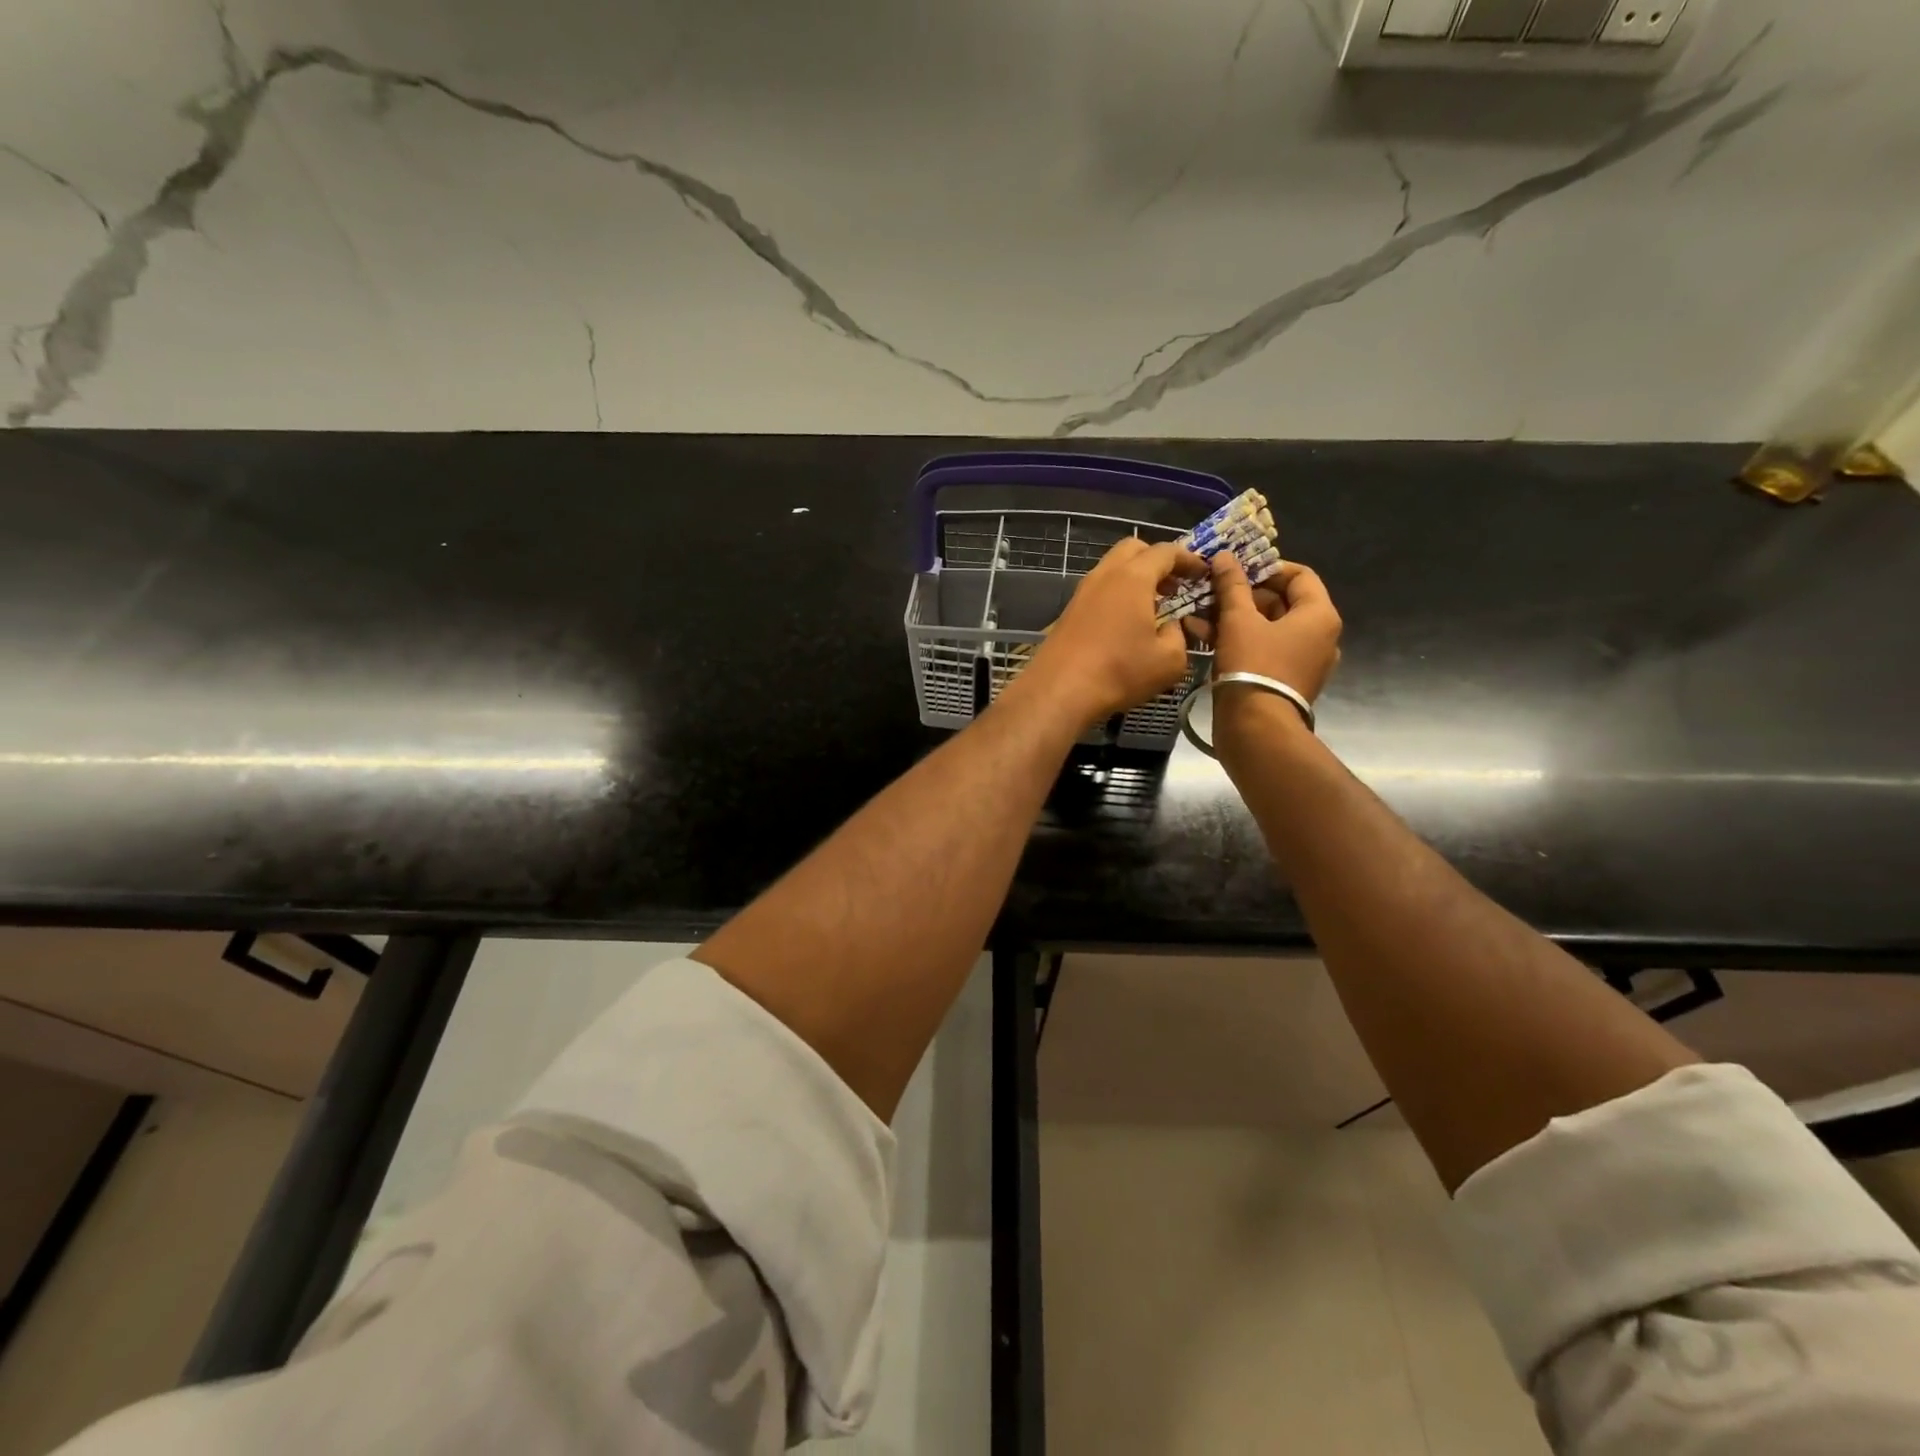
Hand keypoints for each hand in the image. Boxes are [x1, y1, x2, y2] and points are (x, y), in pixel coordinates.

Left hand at [1023, 537, 1205, 726]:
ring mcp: (1082, 592)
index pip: (1166, 551)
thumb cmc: (1119, 671)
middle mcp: (1105, 575)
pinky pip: (1099, 590)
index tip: (1202, 573)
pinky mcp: (1069, 611)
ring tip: (1152, 605)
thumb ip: (1179, 635)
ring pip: (1112, 568)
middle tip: (1174, 586)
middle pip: (1133, 549)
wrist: (1059, 690)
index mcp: (1133, 577)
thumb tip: (1171, 627)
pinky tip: (1126, 623)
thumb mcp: (1169, 660)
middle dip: (1157, 560)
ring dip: (1135, 578)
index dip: (1188, 559)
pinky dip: (1117, 594)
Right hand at [1203, 553, 1341, 701]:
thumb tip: (1224, 556)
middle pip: (1282, 602)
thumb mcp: (1238, 620)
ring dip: (1234, 618)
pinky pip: (1264, 650)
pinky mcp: (1285, 680)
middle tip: (1211, 592)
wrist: (1256, 728)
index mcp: (1319, 615)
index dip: (1265, 567)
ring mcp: (1304, 661)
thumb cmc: (1252, 665)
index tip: (1234, 570)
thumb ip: (1231, 585)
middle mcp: (1320, 636)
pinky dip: (1239, 640)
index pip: (1299, 575)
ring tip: (1199, 614)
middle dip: (1242, 595)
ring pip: (1268, 628)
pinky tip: (1204, 636)